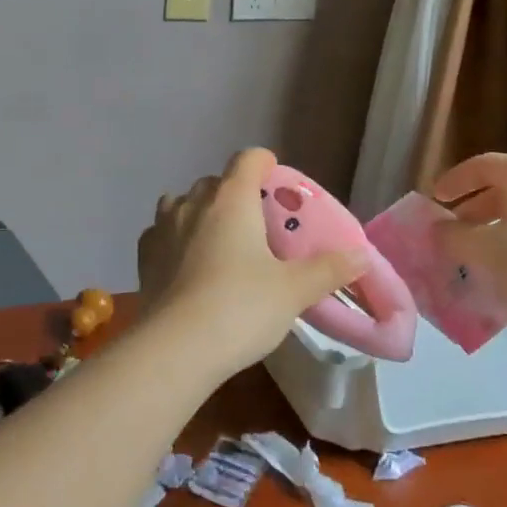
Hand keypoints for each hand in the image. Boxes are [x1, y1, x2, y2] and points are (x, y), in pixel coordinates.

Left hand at [139, 148, 365, 376]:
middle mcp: (193, 202)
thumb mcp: (293, 290)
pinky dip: (176, 239)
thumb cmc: (240, 308)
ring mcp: (163, 226)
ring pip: (183, 203)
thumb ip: (329, 269)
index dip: (265, 164)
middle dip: (236, 196)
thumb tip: (361, 254)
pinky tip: (187, 265)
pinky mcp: (144, 255)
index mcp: (231, 199)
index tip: (277, 185)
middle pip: (217, 182)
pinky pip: (162, 232)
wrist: (175, 348)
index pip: (248, 159)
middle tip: (257, 228)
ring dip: (201, 214)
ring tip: (219, 245)